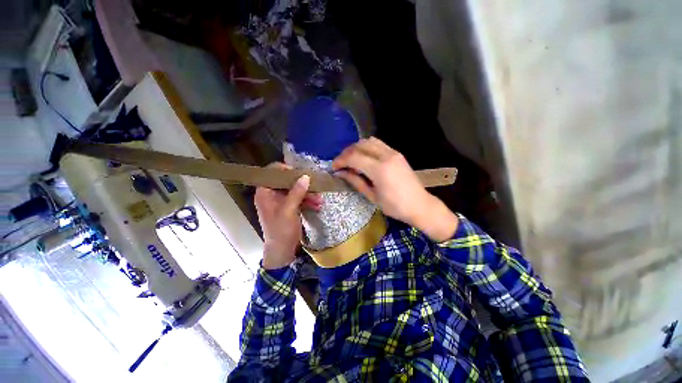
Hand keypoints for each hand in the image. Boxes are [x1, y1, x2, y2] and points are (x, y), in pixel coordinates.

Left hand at [254, 163, 322, 268]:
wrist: (282, 251)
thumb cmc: (281, 230)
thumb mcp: (289, 211)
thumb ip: (296, 192)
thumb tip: (305, 176)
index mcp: (265, 192)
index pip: (272, 172)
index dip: (286, 170)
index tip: (300, 174)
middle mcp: (272, 194)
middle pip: (287, 182)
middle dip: (303, 186)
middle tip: (315, 188)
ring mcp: (281, 201)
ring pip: (295, 190)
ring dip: (308, 195)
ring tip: (320, 200)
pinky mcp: (289, 207)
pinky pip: (298, 199)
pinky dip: (307, 201)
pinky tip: (317, 206)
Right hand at [332, 137, 457, 241]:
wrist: (420, 205)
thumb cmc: (395, 206)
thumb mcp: (372, 196)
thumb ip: (355, 181)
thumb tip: (341, 173)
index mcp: (379, 169)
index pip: (354, 157)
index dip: (340, 160)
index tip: (334, 167)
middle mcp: (386, 156)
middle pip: (360, 145)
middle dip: (347, 152)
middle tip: (340, 163)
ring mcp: (393, 153)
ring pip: (369, 141)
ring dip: (357, 148)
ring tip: (351, 159)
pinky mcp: (397, 153)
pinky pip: (378, 144)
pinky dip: (367, 147)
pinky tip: (364, 158)